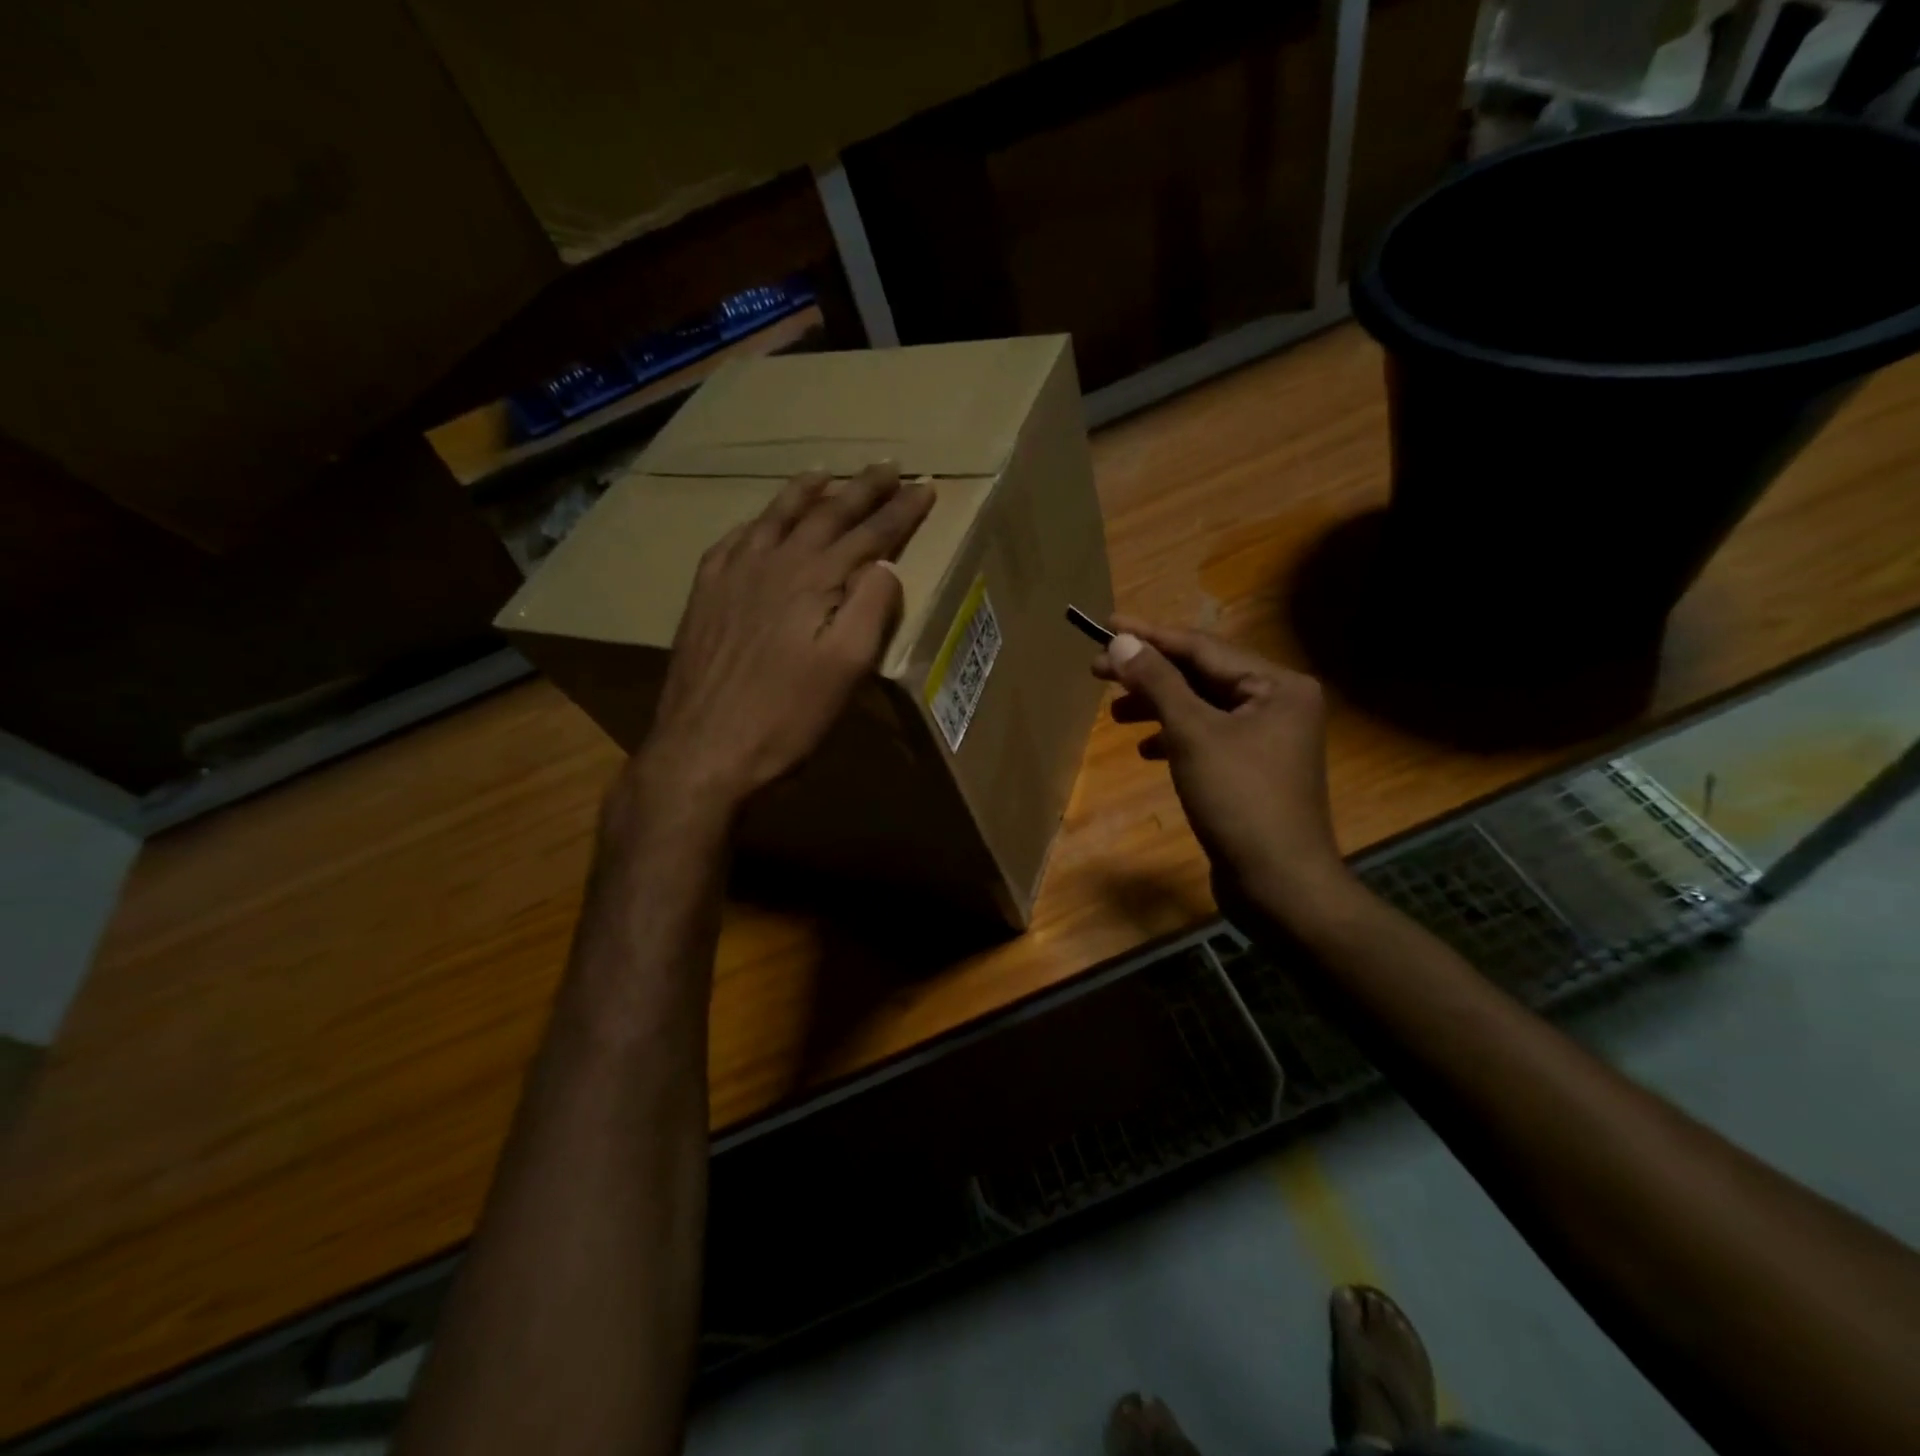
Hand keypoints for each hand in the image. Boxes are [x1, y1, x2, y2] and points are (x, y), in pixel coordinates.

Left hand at [633, 462, 933, 811]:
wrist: (703, 750)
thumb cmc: (786, 717)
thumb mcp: (846, 669)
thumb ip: (871, 609)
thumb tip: (884, 566)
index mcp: (815, 580)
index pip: (869, 535)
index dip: (900, 511)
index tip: (925, 487)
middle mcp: (773, 564)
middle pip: (825, 514)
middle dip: (861, 489)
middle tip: (887, 467)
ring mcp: (732, 576)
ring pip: (776, 517)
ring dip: (806, 492)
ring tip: (825, 472)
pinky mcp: (704, 596)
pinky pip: (734, 540)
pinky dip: (757, 522)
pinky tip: (759, 523)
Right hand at [1093, 617, 1353, 924]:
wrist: (1279, 884)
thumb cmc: (1239, 800)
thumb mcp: (1192, 734)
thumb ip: (1157, 683)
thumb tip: (1122, 641)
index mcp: (1278, 686)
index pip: (1202, 648)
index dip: (1150, 636)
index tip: (1106, 625)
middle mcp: (1279, 703)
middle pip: (1202, 676)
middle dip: (1149, 675)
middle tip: (1098, 670)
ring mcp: (1269, 739)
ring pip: (1202, 709)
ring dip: (1158, 707)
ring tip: (1114, 713)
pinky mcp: (1254, 770)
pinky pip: (1208, 738)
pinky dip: (1175, 738)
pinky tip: (1146, 749)